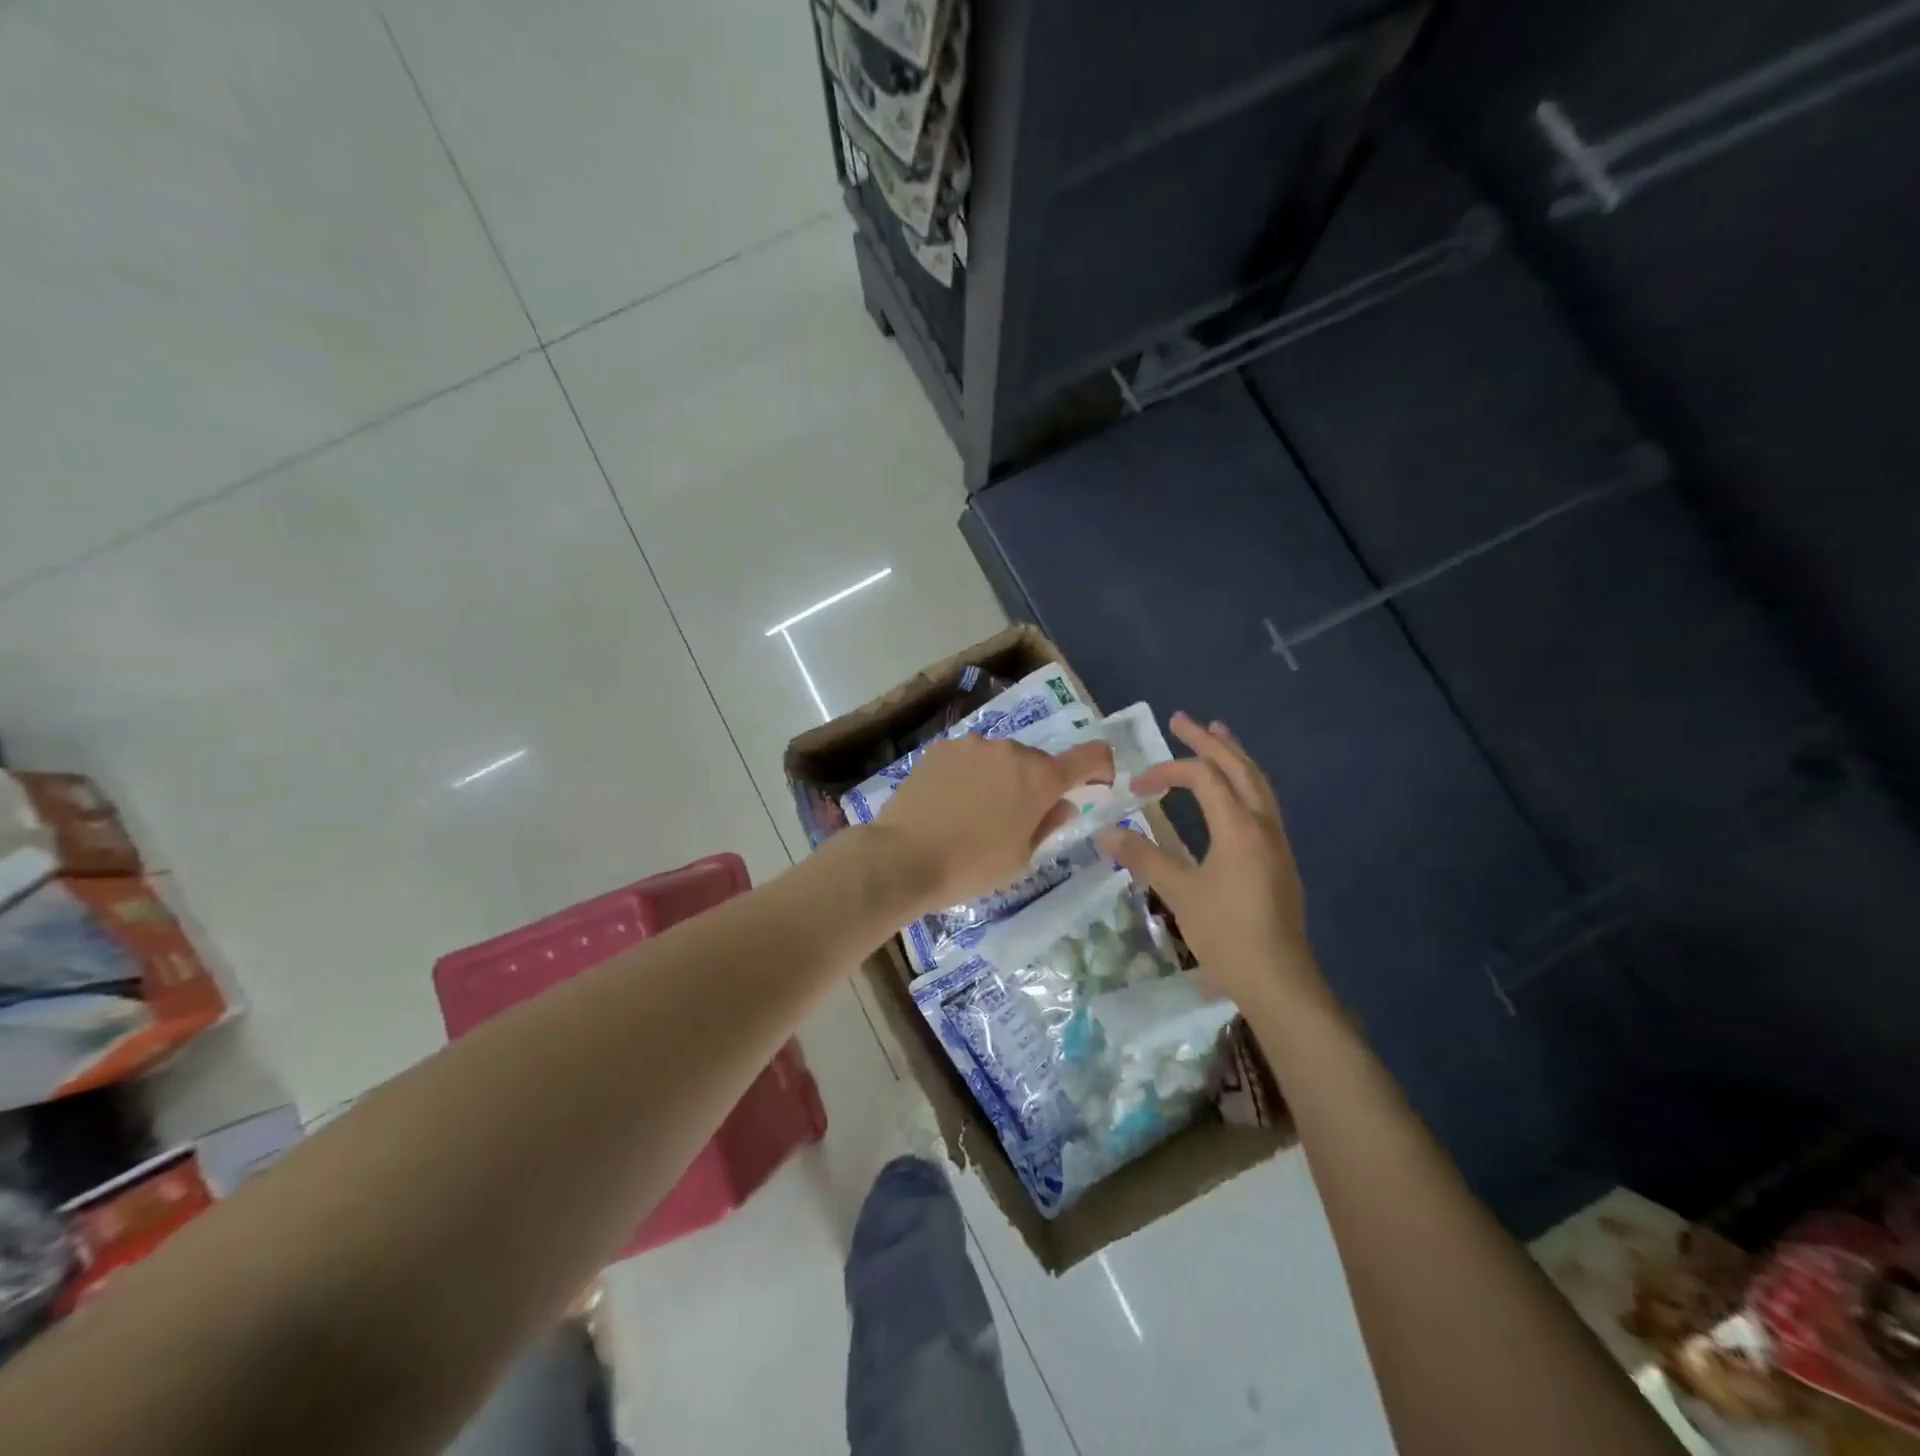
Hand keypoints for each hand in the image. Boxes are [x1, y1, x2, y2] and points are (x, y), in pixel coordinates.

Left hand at [870, 734, 1115, 911]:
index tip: (1098, 782)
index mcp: (1039, 778)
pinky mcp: (940, 748)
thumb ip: (1048, 825)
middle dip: (1037, 784)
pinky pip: (968, 758)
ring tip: (978, 811)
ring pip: (1000, 758)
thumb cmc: (970, 866)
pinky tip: (951, 801)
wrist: (902, 857)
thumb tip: (1063, 805)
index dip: (1101, 766)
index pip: (1088, 756)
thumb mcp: (1020, 858)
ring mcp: (971, 745)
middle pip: (1037, 761)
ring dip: (1001, 777)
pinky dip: (970, 774)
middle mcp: (1009, 750)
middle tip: (1020, 817)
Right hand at [1095, 712, 1325, 1016]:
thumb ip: (1143, 858)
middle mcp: (1263, 824)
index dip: (1167, 772)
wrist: (1278, 979)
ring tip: (1218, 734)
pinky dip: (1244, 782)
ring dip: (1234, 756)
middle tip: (1182, 720)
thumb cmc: (1226, 934)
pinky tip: (1233, 791)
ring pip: (1258, 783)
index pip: (1203, 777)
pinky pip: (1263, 803)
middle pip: (1238, 768)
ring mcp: (1276, 841)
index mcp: (1238, 827)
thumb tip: (1104, 833)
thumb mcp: (1179, 893)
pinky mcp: (1279, 859)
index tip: (1136, 788)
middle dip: (1209, 741)